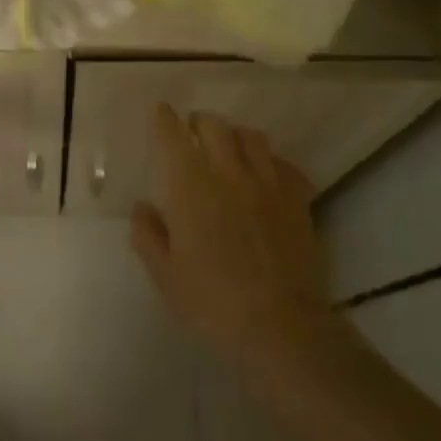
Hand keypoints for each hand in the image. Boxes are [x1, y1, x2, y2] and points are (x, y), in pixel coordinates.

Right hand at [130, 105, 329, 370]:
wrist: (282, 327)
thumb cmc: (213, 303)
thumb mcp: (166, 276)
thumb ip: (148, 235)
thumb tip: (143, 207)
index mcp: (191, 187)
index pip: (174, 136)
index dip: (165, 119)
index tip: (161, 112)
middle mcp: (229, 173)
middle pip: (214, 126)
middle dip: (199, 123)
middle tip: (192, 133)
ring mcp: (268, 184)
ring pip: (252, 137)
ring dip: (235, 136)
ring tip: (229, 148)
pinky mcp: (298, 200)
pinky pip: (285, 164)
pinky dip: (271, 162)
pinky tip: (266, 176)